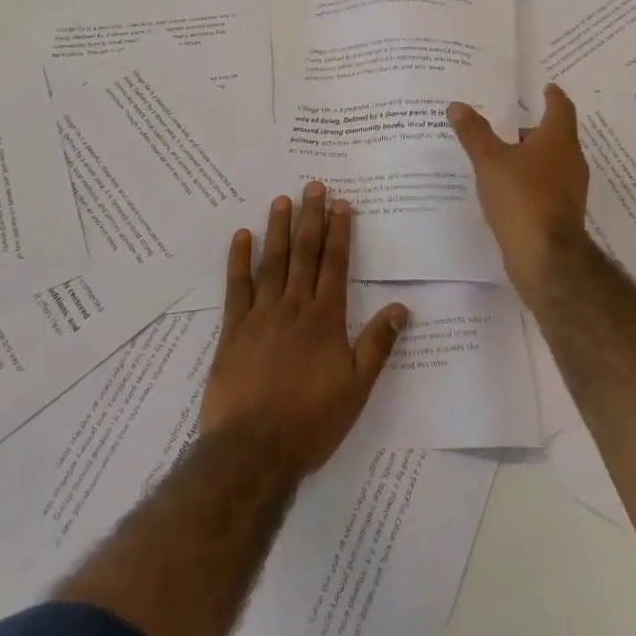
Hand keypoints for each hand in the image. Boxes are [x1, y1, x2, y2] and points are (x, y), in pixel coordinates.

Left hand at [200, 184, 408, 475]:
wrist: (255, 449)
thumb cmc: (312, 420)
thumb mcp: (357, 387)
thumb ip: (377, 344)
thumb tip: (402, 307)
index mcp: (326, 318)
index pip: (336, 264)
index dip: (339, 232)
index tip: (341, 204)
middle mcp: (295, 306)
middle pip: (305, 254)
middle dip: (311, 218)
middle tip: (313, 186)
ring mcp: (261, 314)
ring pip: (272, 262)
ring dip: (278, 229)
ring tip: (282, 199)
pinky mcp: (233, 329)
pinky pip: (236, 286)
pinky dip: (239, 260)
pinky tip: (241, 236)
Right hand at [448, 83, 590, 300]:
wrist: (546, 258)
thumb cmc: (522, 198)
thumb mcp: (490, 161)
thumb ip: (474, 133)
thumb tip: (457, 105)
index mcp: (558, 140)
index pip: (561, 107)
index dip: (553, 96)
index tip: (545, 87)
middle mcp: (570, 160)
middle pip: (556, 135)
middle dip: (533, 127)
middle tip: (509, 119)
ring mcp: (569, 189)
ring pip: (550, 162)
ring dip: (530, 155)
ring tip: (502, 152)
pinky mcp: (562, 213)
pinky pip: (545, 185)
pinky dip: (529, 179)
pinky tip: (506, 186)